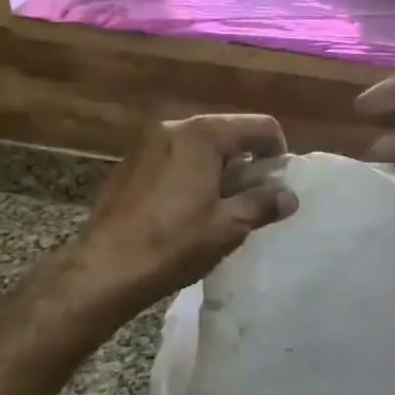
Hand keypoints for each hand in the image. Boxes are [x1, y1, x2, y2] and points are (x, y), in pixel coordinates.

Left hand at [76, 113, 297, 309]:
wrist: (105, 269)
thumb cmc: (174, 244)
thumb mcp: (229, 226)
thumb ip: (263, 204)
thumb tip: (289, 196)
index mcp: (202, 134)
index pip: (259, 126)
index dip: (278, 152)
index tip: (279, 184)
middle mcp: (174, 127)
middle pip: (228, 132)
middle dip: (248, 160)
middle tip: (255, 197)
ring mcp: (148, 143)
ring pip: (200, 145)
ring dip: (220, 167)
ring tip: (224, 205)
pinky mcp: (131, 163)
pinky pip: (176, 157)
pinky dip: (193, 172)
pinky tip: (189, 208)